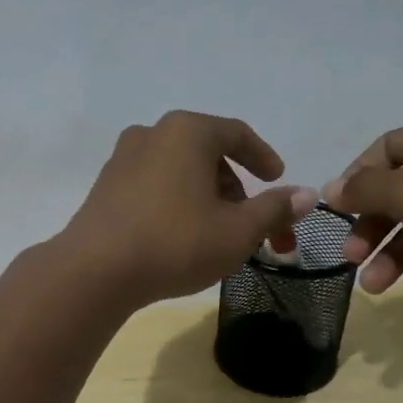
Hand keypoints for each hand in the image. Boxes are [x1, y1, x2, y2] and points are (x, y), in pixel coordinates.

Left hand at [59, 111, 318, 307]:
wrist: (95, 271)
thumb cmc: (175, 242)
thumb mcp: (237, 231)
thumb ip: (274, 209)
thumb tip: (307, 195)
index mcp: (187, 131)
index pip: (237, 134)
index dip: (263, 157)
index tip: (278, 179)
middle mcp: (152, 133)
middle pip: (208, 154)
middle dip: (236, 189)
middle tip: (252, 224)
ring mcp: (123, 158)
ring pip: (180, 171)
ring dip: (207, 197)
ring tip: (218, 234)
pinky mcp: (105, 186)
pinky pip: (154, 184)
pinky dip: (177, 201)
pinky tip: (181, 235)